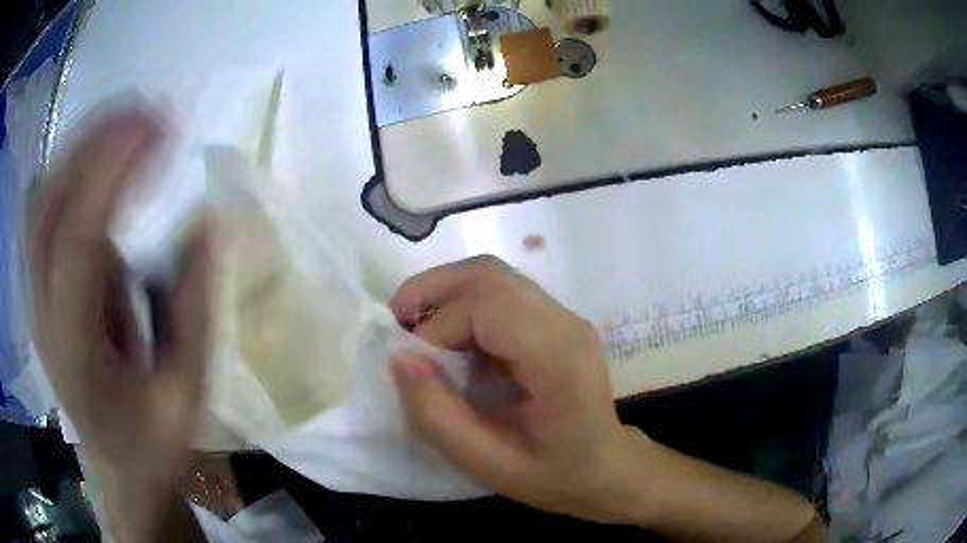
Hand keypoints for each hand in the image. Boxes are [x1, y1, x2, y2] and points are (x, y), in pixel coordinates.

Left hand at [30, 109, 210, 486]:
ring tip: (133, 121)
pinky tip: (106, 158)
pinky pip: (48, 209)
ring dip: (85, 147)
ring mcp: (36, 295)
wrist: (118, 466)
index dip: (117, 172)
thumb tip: (210, 219)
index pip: (80, 238)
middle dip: (98, 142)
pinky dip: (75, 169)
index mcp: (76, 348)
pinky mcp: (40, 285)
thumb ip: (194, 309)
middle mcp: (43, 311)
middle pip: (51, 202)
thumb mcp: (186, 393)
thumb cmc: (153, 440)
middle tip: (152, 111)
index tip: (166, 129)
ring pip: (44, 198)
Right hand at [389, 256, 643, 522]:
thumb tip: (400, 359)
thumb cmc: (555, 476)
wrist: (609, 468)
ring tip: (416, 328)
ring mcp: (565, 317)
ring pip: (494, 276)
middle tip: (397, 322)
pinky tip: (450, 337)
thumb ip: (438, 415)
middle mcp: (565, 323)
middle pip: (489, 274)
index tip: (412, 365)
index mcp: (557, 359)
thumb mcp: (488, 464)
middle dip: (432, 290)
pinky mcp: (558, 321)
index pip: (486, 305)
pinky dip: (464, 304)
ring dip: (446, 293)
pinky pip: (503, 293)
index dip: (436, 326)